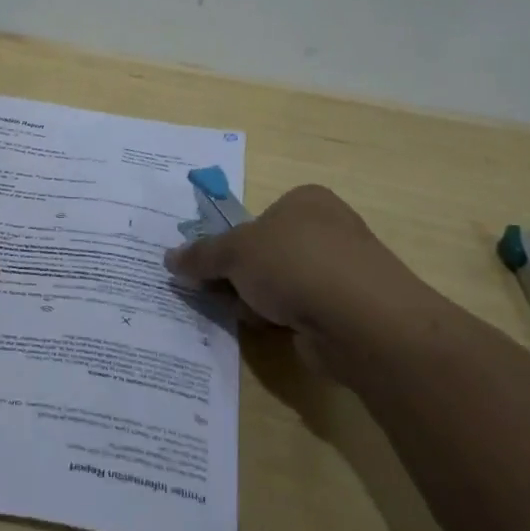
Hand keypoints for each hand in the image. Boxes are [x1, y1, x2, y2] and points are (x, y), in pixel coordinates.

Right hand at [163, 184, 444, 338]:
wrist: (360, 320)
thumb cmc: (294, 264)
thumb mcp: (235, 253)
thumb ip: (201, 255)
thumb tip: (169, 258)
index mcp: (306, 201)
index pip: (258, 217)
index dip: (230, 242)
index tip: (208, 265)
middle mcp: (328, 229)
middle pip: (266, 252)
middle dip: (238, 275)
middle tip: (215, 292)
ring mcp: (341, 271)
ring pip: (280, 284)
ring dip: (257, 300)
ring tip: (243, 314)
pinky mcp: (346, 310)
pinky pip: (299, 311)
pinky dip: (281, 320)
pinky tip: (270, 330)